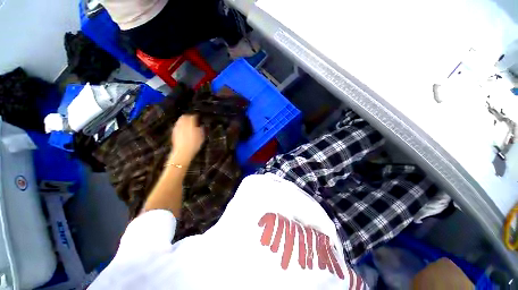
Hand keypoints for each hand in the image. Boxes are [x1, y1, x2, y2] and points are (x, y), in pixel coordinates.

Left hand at [170, 114, 204, 163]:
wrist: (183, 152)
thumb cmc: (194, 145)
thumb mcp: (201, 137)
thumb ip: (201, 130)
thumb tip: (200, 126)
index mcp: (190, 124)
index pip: (193, 117)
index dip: (196, 116)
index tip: (198, 117)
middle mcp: (183, 124)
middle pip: (184, 117)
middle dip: (188, 116)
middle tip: (192, 118)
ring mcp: (177, 128)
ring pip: (180, 120)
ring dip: (183, 120)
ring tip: (188, 123)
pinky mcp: (174, 132)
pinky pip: (177, 125)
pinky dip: (180, 125)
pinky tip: (183, 129)